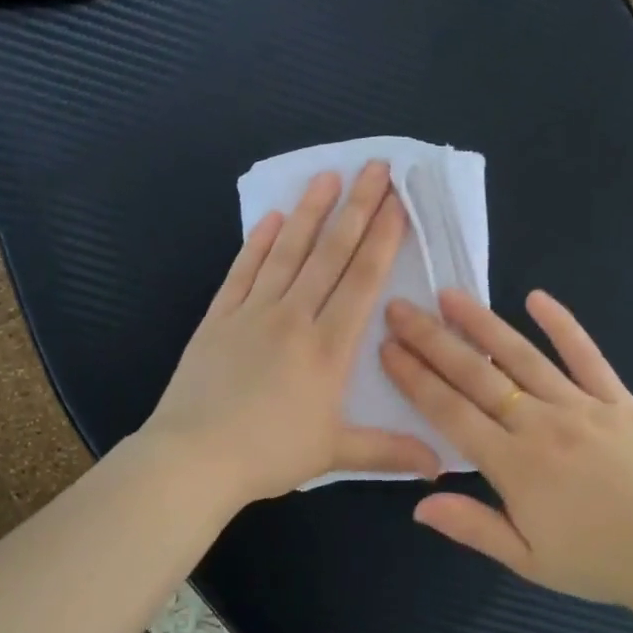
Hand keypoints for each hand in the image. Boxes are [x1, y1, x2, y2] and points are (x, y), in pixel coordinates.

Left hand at [146, 162, 440, 506]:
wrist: (194, 458)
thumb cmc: (268, 455)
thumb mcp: (334, 454)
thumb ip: (388, 451)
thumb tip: (439, 464)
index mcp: (328, 348)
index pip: (361, 282)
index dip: (382, 239)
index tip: (397, 203)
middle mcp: (294, 318)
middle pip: (330, 254)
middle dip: (357, 209)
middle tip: (374, 168)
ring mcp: (252, 313)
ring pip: (287, 252)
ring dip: (309, 212)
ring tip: (327, 177)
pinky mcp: (219, 317)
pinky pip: (243, 271)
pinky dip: (258, 243)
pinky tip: (271, 217)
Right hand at [380, 288, 632, 608]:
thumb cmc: (596, 562)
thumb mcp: (527, 560)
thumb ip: (472, 526)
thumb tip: (418, 503)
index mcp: (514, 465)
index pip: (451, 412)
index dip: (415, 378)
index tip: (387, 348)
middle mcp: (541, 425)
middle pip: (477, 375)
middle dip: (433, 340)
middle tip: (400, 309)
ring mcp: (581, 406)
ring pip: (522, 356)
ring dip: (482, 323)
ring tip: (450, 295)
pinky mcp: (616, 399)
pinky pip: (586, 355)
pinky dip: (562, 324)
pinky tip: (536, 297)